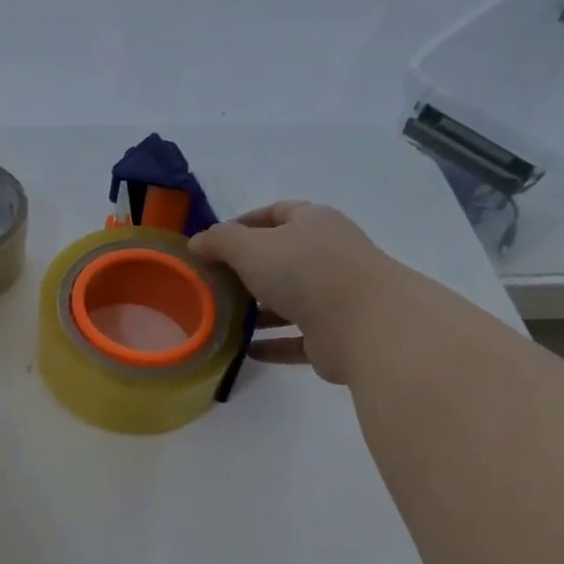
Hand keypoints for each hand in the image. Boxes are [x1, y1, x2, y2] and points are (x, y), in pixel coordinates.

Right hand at [188, 201, 390, 383]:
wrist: (366, 324)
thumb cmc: (305, 271)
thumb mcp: (251, 247)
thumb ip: (220, 241)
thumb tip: (197, 242)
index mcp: (314, 223)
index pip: (277, 213)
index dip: (244, 223)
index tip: (213, 243)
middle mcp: (327, 256)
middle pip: (281, 259)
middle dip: (246, 271)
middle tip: (211, 284)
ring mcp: (333, 297)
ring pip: (288, 301)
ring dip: (257, 311)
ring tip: (221, 320)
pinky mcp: (332, 335)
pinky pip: (294, 338)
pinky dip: (271, 343)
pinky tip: (244, 350)